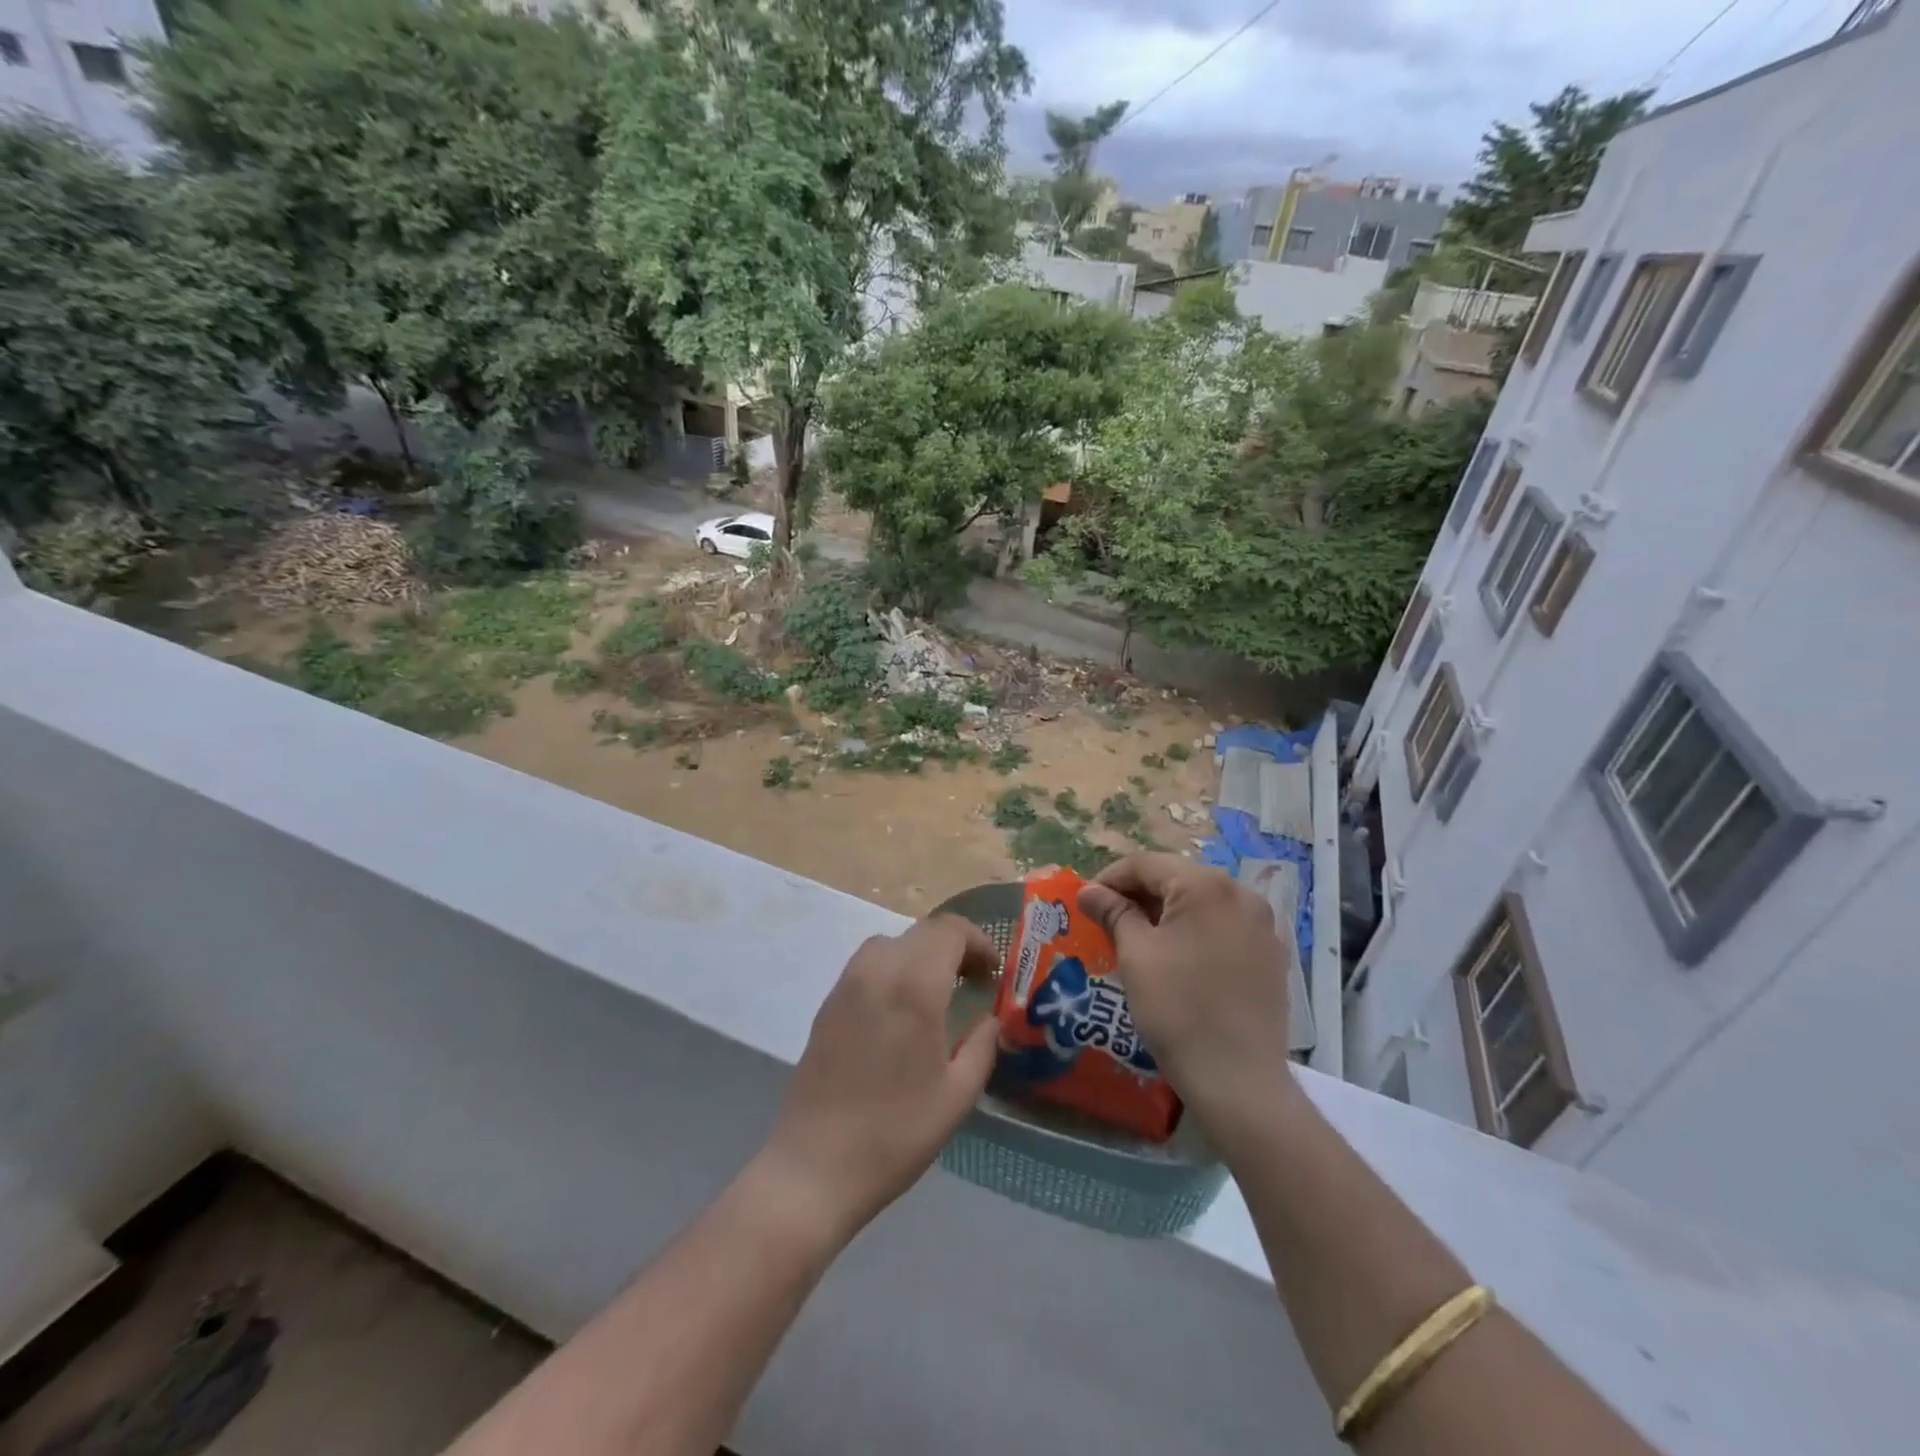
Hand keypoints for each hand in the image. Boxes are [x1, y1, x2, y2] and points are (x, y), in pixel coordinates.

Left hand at [759, 916, 999, 1242]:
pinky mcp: (828, 1003)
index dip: (978, 942)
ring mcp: (847, 984)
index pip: (950, 930)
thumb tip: (989, 1019)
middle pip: (922, 930)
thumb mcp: (957, 1095)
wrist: (815, 1166)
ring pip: (891, 942)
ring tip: (937, 991)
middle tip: (973, 981)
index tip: (993, 972)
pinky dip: (893, 967)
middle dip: (954, 946)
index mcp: (914, 987)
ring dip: (921, 953)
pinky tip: (900, 1009)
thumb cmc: (895, 1133)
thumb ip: (982, 1046)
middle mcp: (878, 971)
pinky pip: (867, 964)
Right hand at [1078, 854, 1299, 1136]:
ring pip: (1202, 902)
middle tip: (1108, 920)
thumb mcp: (1136, 955)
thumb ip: (1113, 912)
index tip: (1086, 902)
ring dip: (1167, 912)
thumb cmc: (1177, 1009)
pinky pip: (1225, 926)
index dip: (1109, 879)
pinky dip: (1196, 931)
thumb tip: (1089, 891)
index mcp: (1206, 885)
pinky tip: (1178, 959)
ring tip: (1138, 939)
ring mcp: (1263, 925)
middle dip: (1139, 895)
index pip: (1146, 864)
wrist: (1237, 1079)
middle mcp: (1241, 893)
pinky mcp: (1272, 955)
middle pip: (1177, 878)